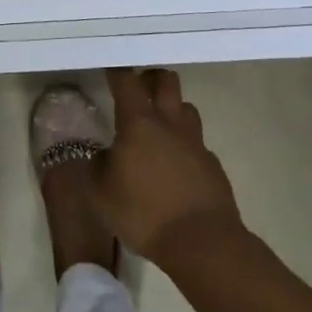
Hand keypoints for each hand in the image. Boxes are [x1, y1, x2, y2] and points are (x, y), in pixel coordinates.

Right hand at [98, 68, 245, 267]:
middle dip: (150, 78)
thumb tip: (105, 155)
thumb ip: (98, 166)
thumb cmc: (144, 213)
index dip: (117, 72)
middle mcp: (170, 123)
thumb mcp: (102, 193)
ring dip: (171, 108)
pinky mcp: (212, 164)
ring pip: (185, 108)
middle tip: (138, 88)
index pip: (127, 82)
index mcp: (139, 123)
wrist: (202, 242)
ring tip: (157, 126)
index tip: (110, 68)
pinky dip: (184, 144)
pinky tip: (174, 165)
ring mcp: (196, 142)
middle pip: (166, 81)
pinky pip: (196, 142)